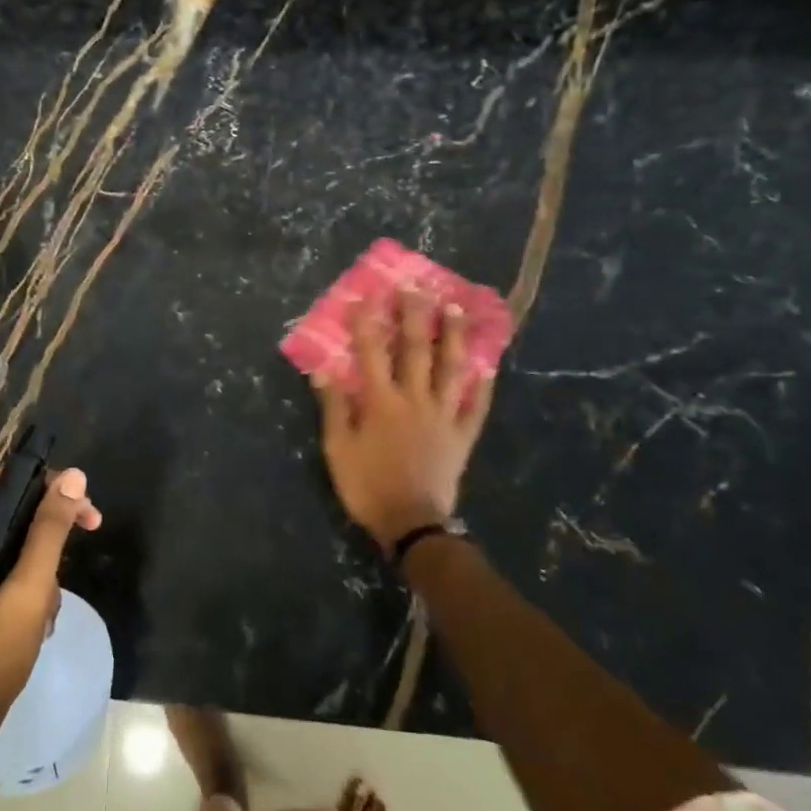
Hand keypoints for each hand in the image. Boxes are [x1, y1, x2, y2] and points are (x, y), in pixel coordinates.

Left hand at [0, 464, 101, 743]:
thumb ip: (49, 530)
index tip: (85, 505)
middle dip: (52, 526)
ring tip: (50, 603)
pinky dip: (29, 579)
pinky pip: (5, 563)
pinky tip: (40, 613)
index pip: (5, 483)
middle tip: (92, 529)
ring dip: (43, 562)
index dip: (49, 485)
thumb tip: (74, 475)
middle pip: (10, 508)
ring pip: (12, 537)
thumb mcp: (28, 589)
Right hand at [314, 287, 495, 550]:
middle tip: (417, 287)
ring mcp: (443, 415)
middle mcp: (415, 399)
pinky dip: (481, 384)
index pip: (372, 351)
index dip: (367, 321)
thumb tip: (323, 370)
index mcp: (381, 401)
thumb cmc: (367, 485)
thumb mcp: (337, 448)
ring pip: (451, 368)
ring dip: (453, 337)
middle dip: (415, 315)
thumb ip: (333, 407)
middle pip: (416, 349)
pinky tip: (487, 365)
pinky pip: (475, 405)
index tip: (366, 294)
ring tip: (455, 309)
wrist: (411, 523)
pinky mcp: (462, 435)